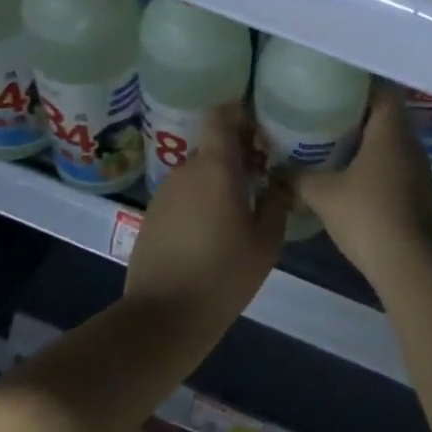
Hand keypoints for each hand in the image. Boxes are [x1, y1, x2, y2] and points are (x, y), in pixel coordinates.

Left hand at [124, 103, 287, 324]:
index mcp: (216, 167)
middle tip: (263, 177)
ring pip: (198, 173)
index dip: (241, 115)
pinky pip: (183, 195)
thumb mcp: (267, 241)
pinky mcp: (152, 216)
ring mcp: (165, 193)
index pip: (222, 116)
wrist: (164, 316)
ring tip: (241, 208)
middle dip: (238, 155)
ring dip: (219, 180)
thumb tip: (279, 183)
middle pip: (213, 146)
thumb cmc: (224, 274)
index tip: (262, 132)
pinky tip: (214, 231)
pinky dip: (201, 200)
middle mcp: (186, 170)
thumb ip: (277, 203)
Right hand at [295, 81, 431, 285]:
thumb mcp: (323, 194)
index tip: (335, 86)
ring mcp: (418, 170)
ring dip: (367, 143)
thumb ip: (296, 178)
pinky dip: (375, 166)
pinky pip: (395, 167)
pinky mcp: (418, 194)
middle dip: (358, 115)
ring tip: (333, 145)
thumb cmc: (367, 215)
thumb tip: (274, 171)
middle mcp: (410, 144)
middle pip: (386, 116)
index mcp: (391, 132)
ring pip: (391, 144)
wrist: (409, 263)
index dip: (361, 85)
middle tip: (325, 115)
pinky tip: (351, 178)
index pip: (383, 91)